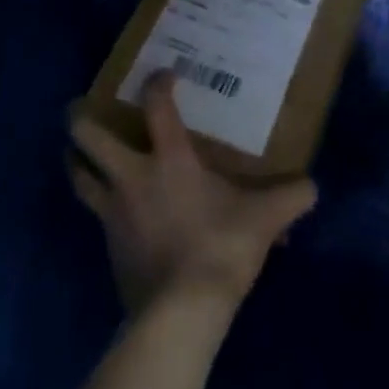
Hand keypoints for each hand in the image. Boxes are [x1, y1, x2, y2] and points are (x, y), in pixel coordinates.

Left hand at [69, 71, 316, 316]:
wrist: (181, 314)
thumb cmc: (220, 248)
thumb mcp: (265, 219)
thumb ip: (291, 197)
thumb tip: (312, 187)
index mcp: (168, 159)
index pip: (156, 105)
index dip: (157, 83)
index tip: (163, 75)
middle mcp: (131, 177)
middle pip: (87, 136)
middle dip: (78, 117)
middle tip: (80, 108)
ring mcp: (113, 212)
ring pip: (78, 175)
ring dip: (75, 159)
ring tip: (79, 151)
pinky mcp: (108, 246)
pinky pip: (95, 215)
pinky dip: (97, 203)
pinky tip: (112, 208)